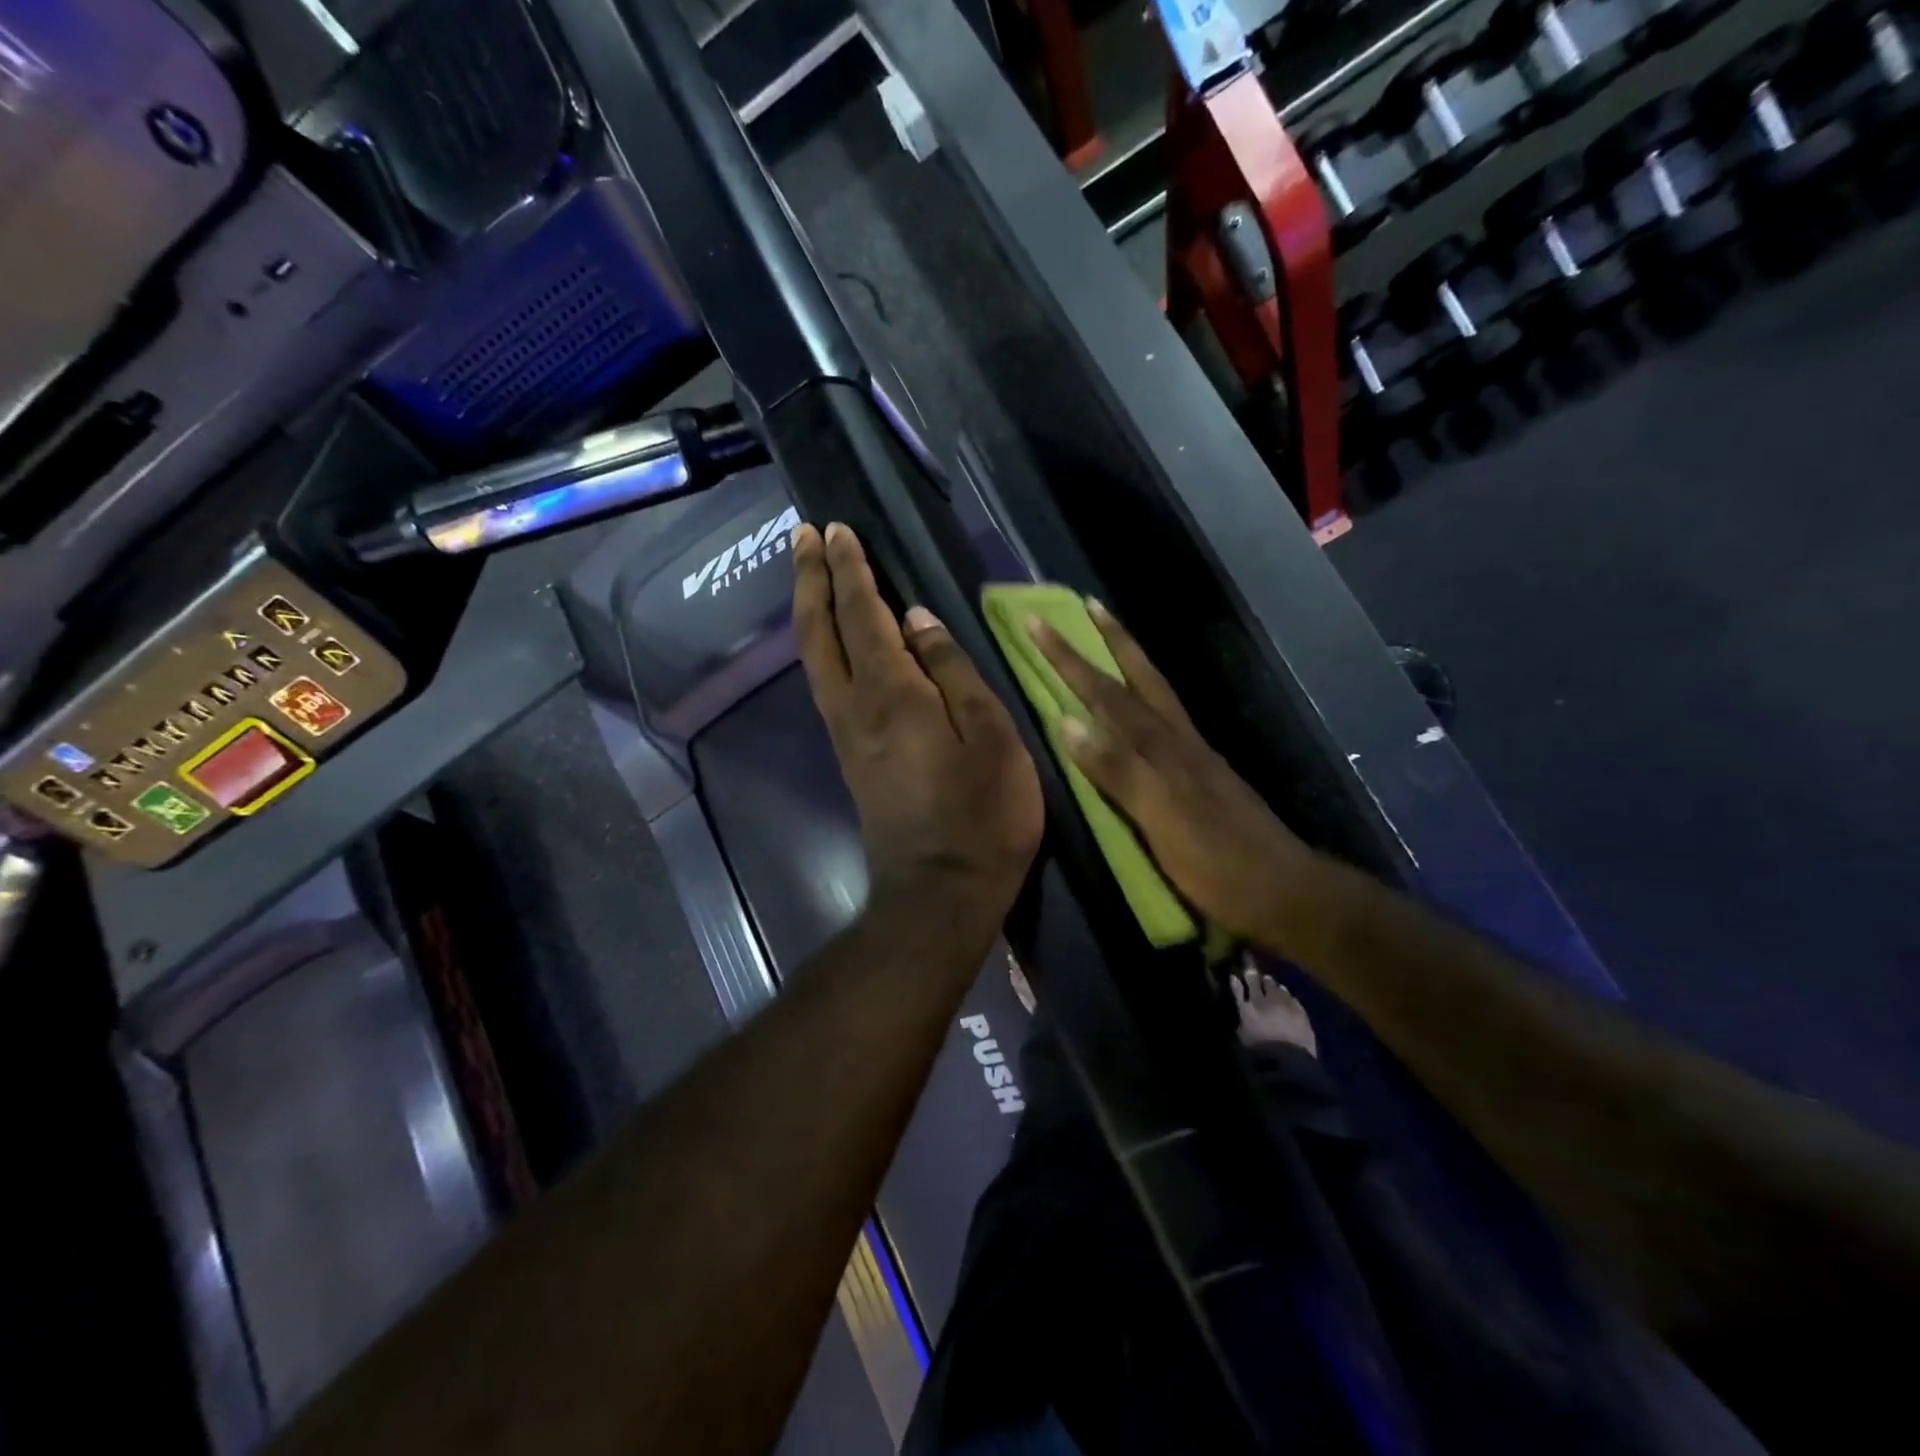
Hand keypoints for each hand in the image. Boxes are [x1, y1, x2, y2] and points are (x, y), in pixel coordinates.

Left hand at [791, 523, 1042, 928]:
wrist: (940, 893)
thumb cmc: (982, 814)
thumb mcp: (991, 735)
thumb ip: (953, 671)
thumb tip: (917, 620)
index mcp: (890, 692)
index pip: (862, 613)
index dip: (850, 569)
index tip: (838, 529)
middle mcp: (852, 705)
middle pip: (817, 630)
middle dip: (809, 577)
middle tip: (802, 534)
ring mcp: (844, 734)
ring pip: (813, 657)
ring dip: (808, 608)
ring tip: (810, 572)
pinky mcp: (848, 756)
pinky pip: (825, 683)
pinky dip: (821, 645)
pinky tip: (831, 639)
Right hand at [1029, 601, 1319, 955]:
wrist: (1285, 892)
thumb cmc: (1216, 862)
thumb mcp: (1161, 818)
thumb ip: (1116, 769)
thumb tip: (1067, 722)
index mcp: (1163, 748)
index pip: (1108, 693)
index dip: (1072, 659)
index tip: (1039, 623)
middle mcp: (1180, 740)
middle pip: (1141, 679)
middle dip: (1110, 641)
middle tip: (1088, 604)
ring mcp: (1196, 756)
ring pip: (1158, 695)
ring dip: (1131, 662)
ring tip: (1112, 639)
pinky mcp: (1204, 776)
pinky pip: (1167, 721)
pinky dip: (1147, 699)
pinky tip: (1143, 706)